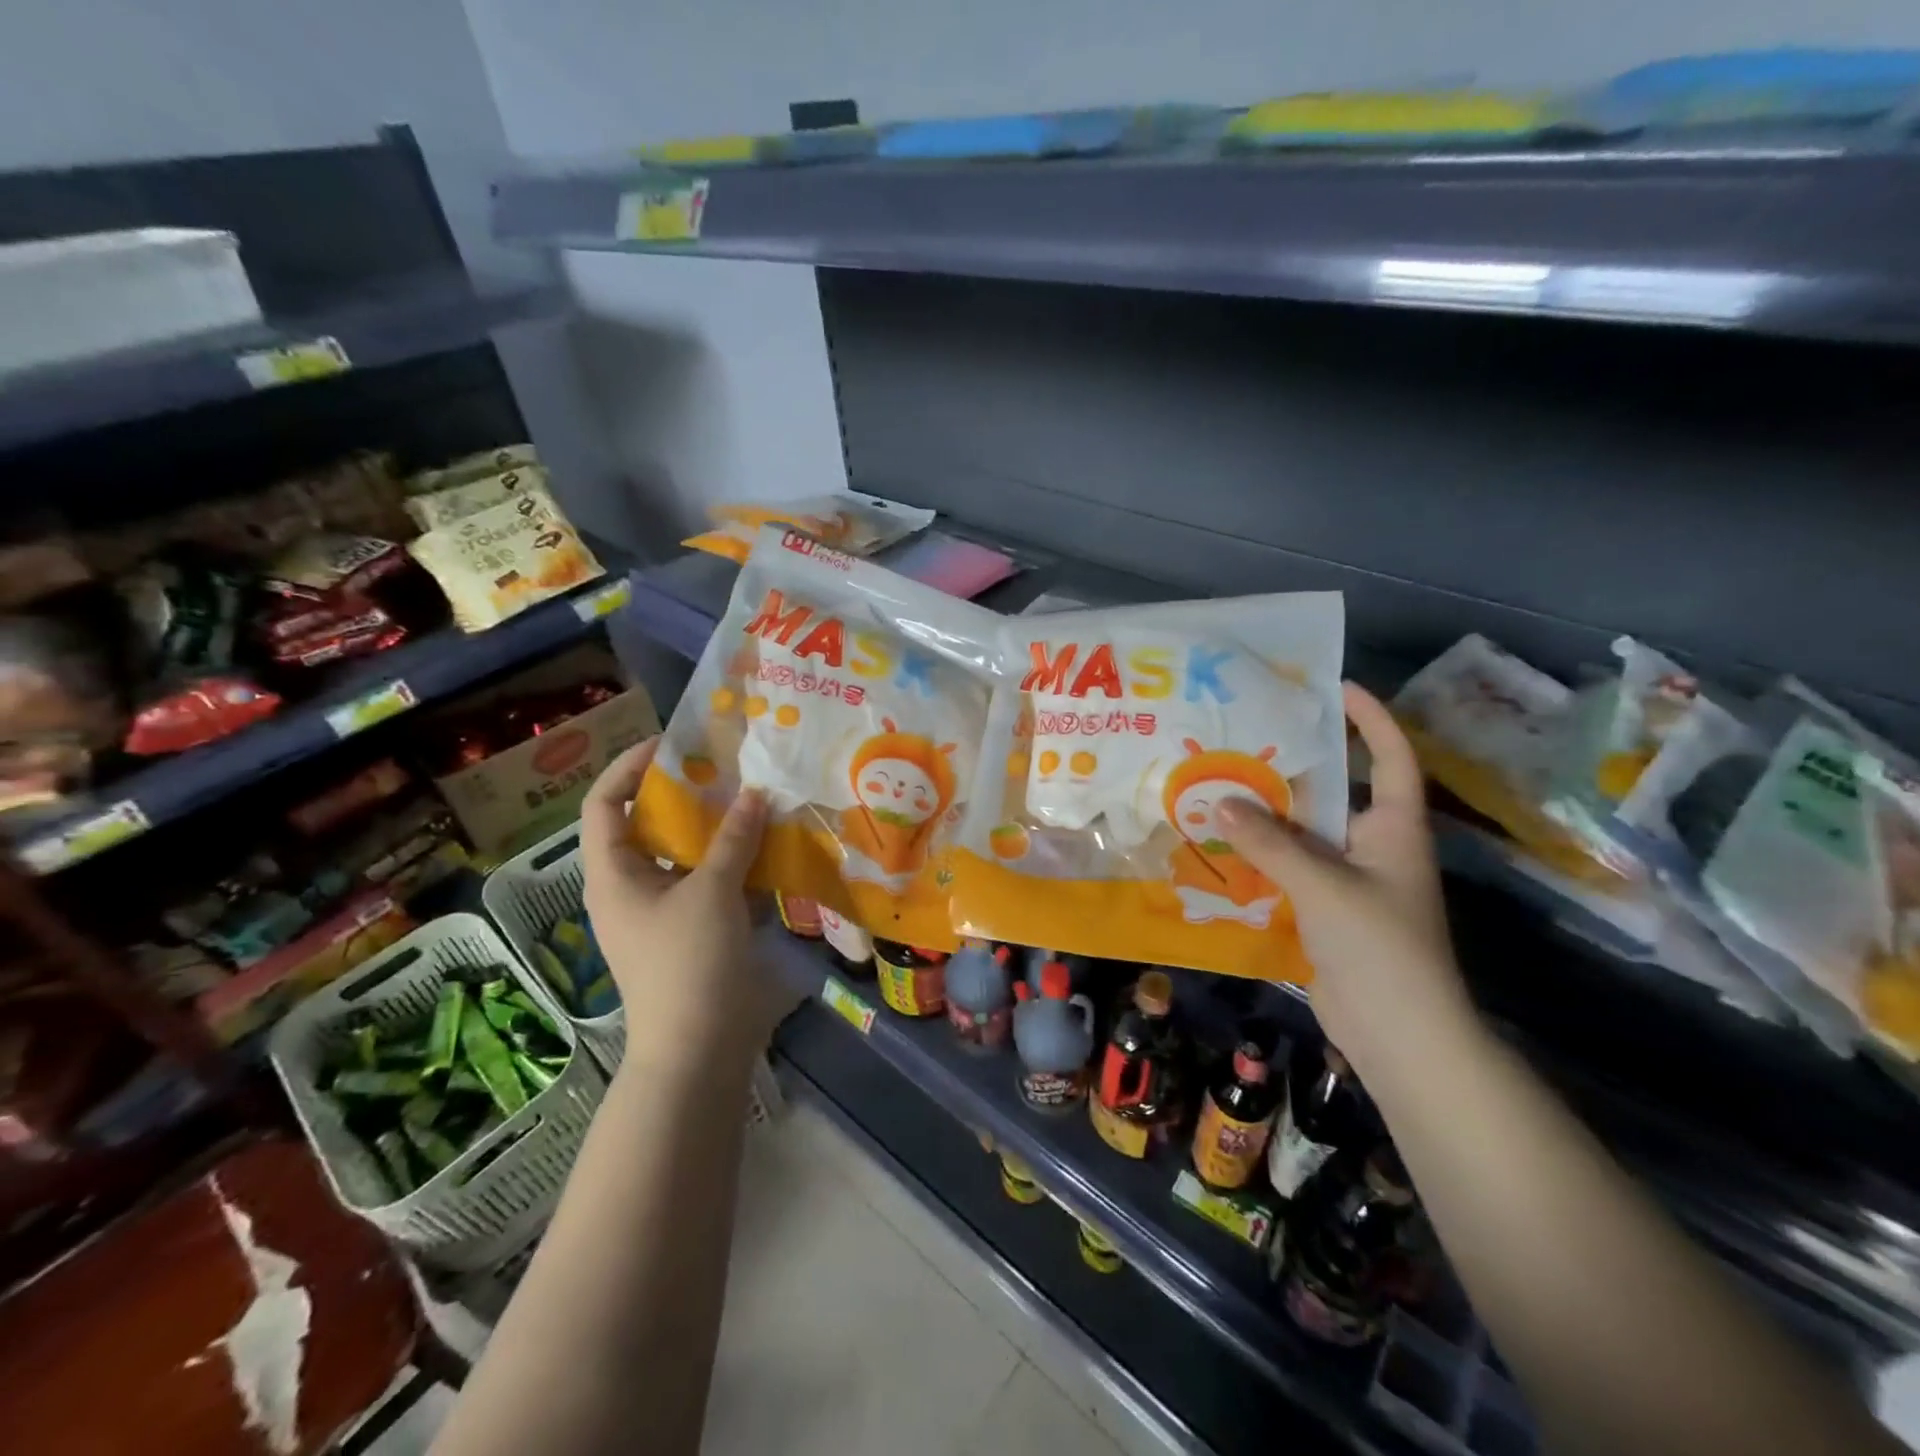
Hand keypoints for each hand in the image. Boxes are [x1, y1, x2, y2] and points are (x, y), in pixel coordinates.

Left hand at [580, 737, 772, 1072]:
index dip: (630, 767)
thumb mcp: (712, 892)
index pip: (604, 804)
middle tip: (724, 769)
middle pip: (646, 825)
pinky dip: (730, 861)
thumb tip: (755, 792)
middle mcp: (629, 887)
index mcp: (612, 874)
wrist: (698, 1049)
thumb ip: (734, 838)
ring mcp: (659, 912)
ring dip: (713, 828)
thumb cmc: (689, 963)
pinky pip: (706, 881)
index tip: (674, 745)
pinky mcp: (689, 932)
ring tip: (749, 800)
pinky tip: (764, 848)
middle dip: (683, 794)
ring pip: (681, 854)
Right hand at [1218, 683, 1473, 1084]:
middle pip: (1336, 791)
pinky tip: (1220, 844)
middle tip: (1247, 735)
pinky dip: (1259, 855)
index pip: (1392, 757)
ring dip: (1267, 814)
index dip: (1371, 718)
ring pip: (1304, 832)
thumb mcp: (1323, 886)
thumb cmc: (1379, 947)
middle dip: (1296, 764)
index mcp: (1395, 828)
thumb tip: (1220, 802)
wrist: (1398, 1033)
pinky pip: (1289, 868)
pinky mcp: (1325, 910)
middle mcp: (1374, 845)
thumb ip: (1271, 843)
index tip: (1335, 687)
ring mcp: (1349, 880)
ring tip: (1220, 782)